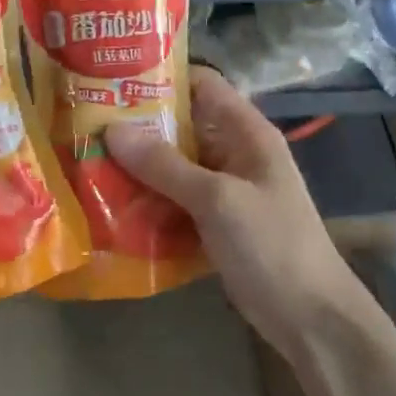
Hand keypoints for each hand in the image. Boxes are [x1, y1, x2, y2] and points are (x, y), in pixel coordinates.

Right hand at [105, 67, 365, 350]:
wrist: (310, 318)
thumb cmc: (272, 245)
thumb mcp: (217, 200)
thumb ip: (165, 165)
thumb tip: (113, 129)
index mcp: (247, 133)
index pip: (203, 85)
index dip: (162, 77)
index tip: (113, 80)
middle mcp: (235, 154)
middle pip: (182, 126)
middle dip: (138, 126)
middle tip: (86, 125)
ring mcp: (226, 190)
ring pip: (175, 166)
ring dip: (138, 167)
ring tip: (88, 162)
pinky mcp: (215, 223)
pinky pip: (176, 200)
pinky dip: (149, 201)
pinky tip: (112, 205)